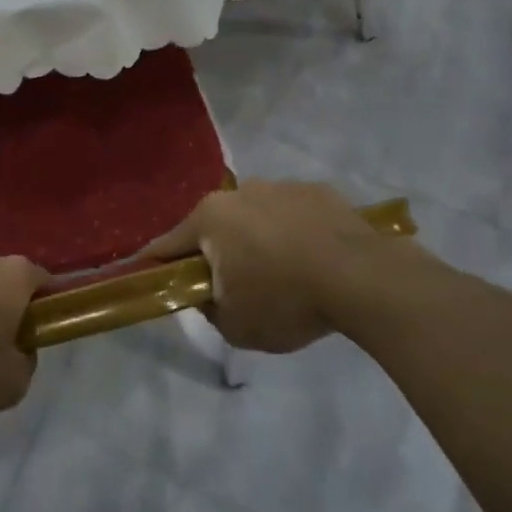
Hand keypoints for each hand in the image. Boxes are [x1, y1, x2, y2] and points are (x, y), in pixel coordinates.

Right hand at [144, 180, 382, 352]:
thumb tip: (207, 293)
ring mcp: (280, 186)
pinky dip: (293, 232)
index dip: (157, 264)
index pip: (168, 244)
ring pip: (255, 216)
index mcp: (210, 218)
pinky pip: (293, 214)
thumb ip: (208, 308)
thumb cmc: (286, 300)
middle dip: (216, 252)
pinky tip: (313, 260)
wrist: (361, 278)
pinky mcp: (317, 191)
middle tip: (233, 285)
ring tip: (283, 273)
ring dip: (257, 239)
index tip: (150, 276)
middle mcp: (239, 192)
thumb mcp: (235, 325)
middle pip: (214, 226)